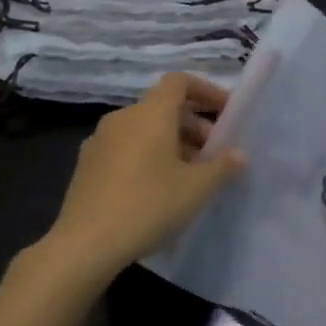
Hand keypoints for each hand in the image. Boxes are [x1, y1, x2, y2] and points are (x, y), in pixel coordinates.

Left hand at [44, 74, 246, 278]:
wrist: (86, 244)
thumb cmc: (149, 206)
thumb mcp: (196, 189)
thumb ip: (222, 167)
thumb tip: (239, 154)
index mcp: (150, 114)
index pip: (179, 82)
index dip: (207, 91)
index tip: (226, 114)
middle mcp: (122, 118)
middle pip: (163, 107)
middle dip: (194, 125)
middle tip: (214, 156)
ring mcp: (99, 140)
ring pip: (144, 129)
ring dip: (172, 143)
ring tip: (189, 176)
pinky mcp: (87, 164)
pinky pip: (126, 147)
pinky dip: (148, 156)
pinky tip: (158, 189)